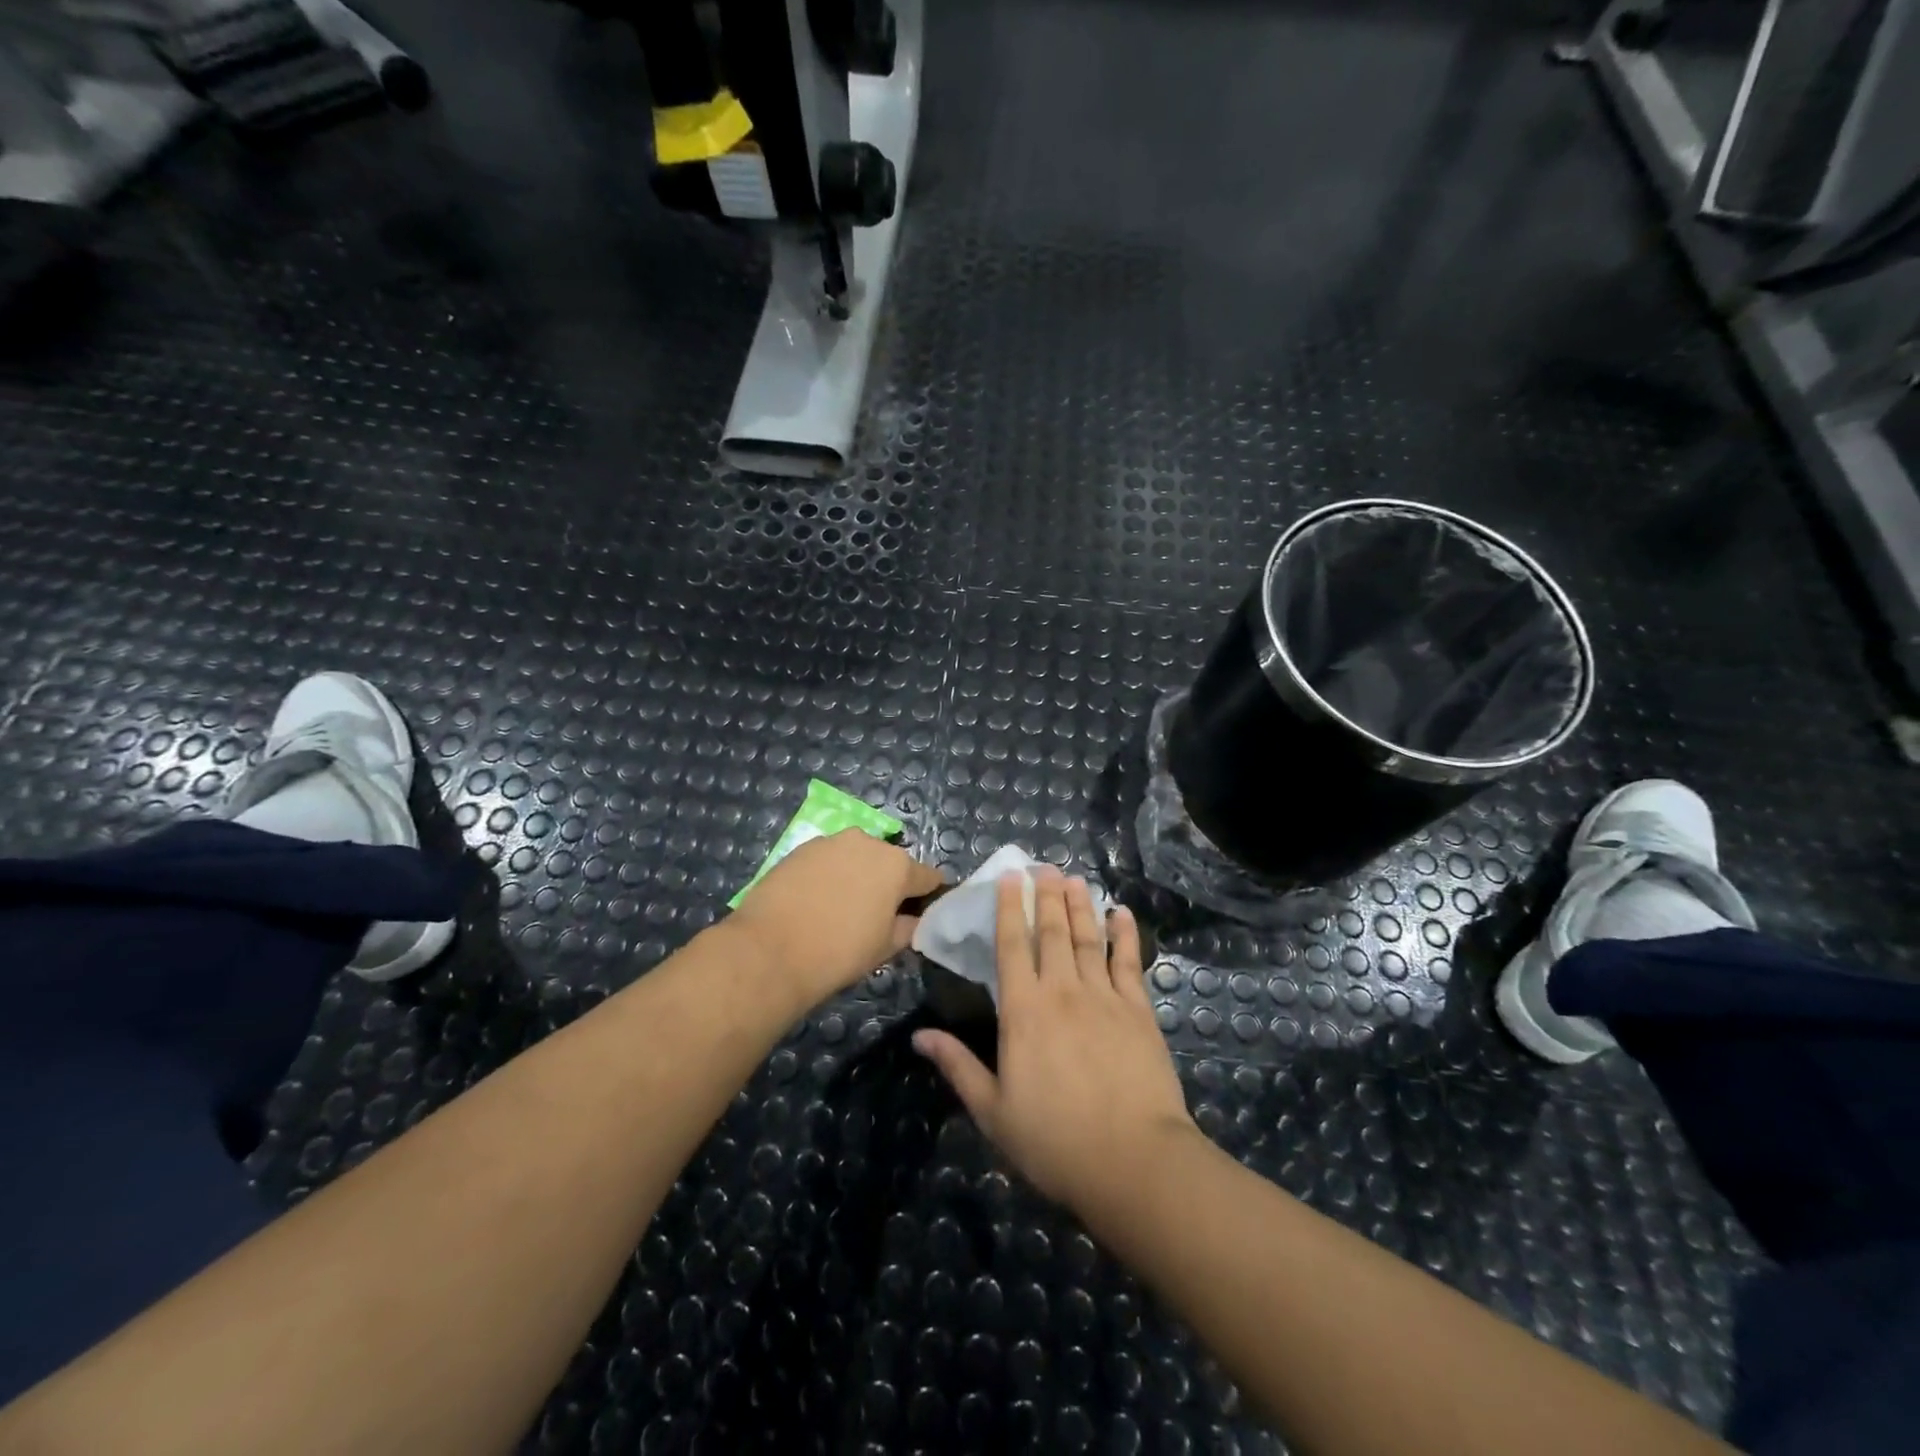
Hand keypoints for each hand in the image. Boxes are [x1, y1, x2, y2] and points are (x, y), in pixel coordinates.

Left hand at [728, 830, 943, 1003]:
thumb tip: (913, 919)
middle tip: (876, 914)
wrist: (770, 950)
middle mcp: (868, 842)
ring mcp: (831, 842)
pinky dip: (828, 875)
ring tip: (840, 907)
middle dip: (888, 883)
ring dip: (856, 875)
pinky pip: (827, 860)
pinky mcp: (801, 848)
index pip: (928, 877)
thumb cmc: (840, 951)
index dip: (928, 896)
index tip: (921, 912)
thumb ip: (908, 927)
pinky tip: (815, 901)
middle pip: (890, 863)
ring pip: (856, 858)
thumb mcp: (885, 947)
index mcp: (897, 865)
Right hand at [911, 868, 1195, 1215]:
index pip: (1012, 946)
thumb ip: (958, 1067)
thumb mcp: (993, 1111)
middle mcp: (1062, 991)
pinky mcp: (1139, 1011)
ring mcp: (1104, 997)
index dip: (1009, 908)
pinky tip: (1122, 913)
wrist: (1133, 1161)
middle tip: (1044, 865)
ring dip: (1080, 905)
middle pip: (1052, 932)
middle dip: (1046, 895)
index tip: (1010, 876)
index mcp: (1023, 1012)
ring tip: (1074, 878)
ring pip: (1089, 938)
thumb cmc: (1054, 1141)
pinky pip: (1129, 962)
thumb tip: (919, 1036)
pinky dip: (1125, 934)